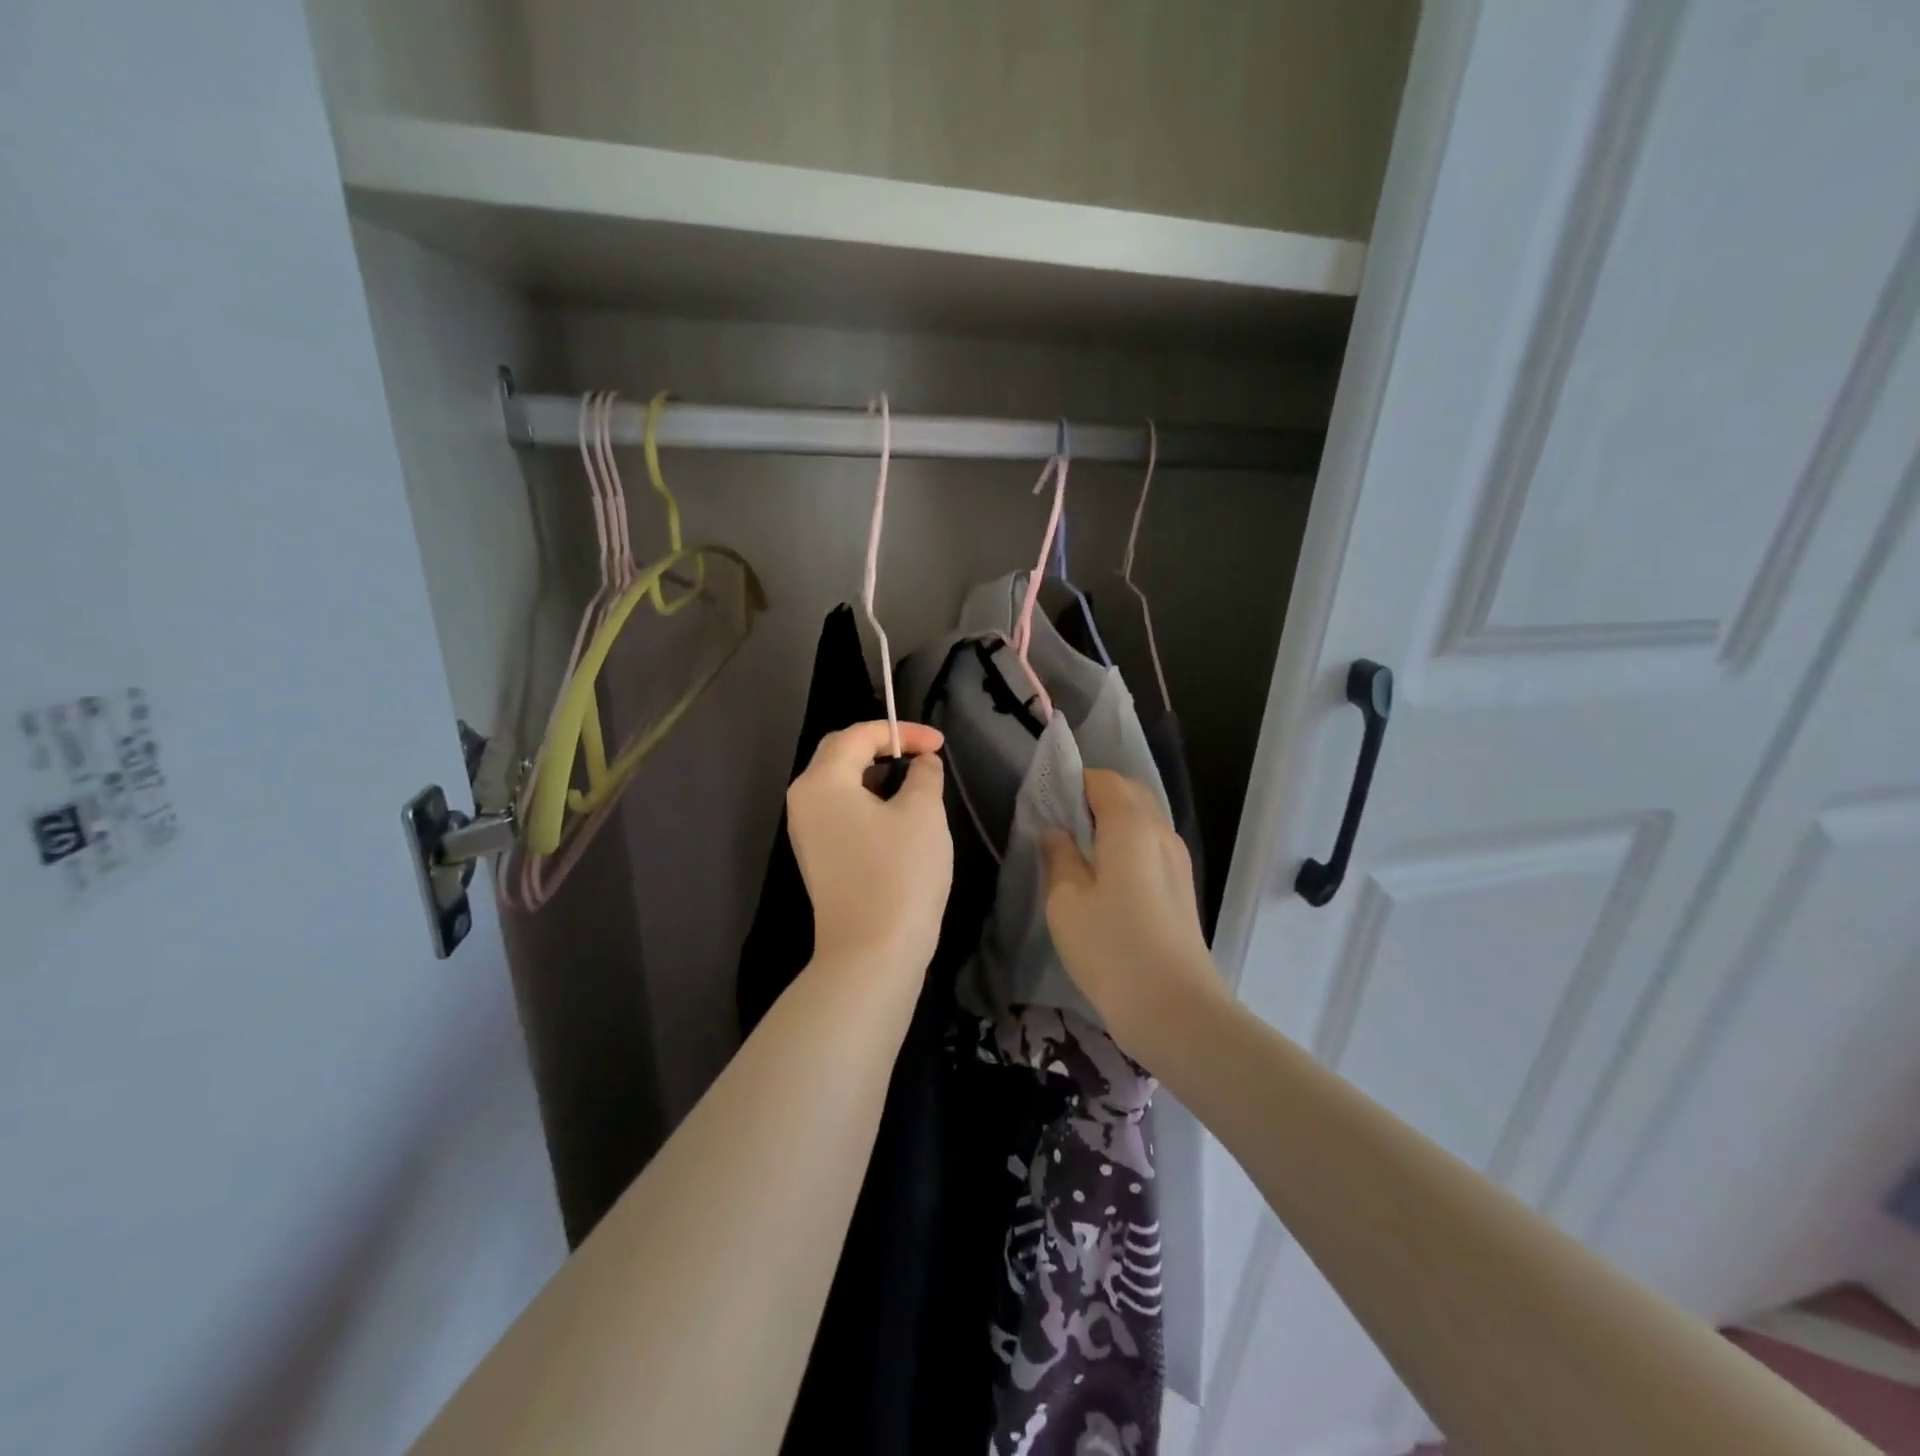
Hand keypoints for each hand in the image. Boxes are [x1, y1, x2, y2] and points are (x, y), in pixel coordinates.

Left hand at [787, 720, 952, 972]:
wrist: (872, 953)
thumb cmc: (900, 873)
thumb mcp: (923, 813)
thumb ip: (924, 775)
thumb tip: (923, 763)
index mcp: (822, 781)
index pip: (858, 735)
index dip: (902, 732)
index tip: (940, 744)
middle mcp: (804, 800)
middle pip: (840, 754)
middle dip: (883, 746)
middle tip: (923, 754)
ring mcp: (806, 832)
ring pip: (839, 784)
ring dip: (876, 774)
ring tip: (915, 781)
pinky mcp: (817, 858)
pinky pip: (840, 812)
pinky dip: (867, 800)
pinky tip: (897, 814)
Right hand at [1041, 768, 1224, 1060]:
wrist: (1175, 1008)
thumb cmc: (1111, 948)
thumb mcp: (1066, 900)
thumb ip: (1059, 856)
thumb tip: (1056, 832)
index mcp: (1131, 825)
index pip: (1103, 780)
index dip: (1073, 782)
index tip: (1046, 802)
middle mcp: (1161, 832)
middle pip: (1129, 794)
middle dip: (1094, 797)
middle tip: (1060, 823)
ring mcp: (1177, 860)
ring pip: (1144, 820)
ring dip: (1112, 821)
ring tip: (1079, 849)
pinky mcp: (1181, 887)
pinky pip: (1152, 845)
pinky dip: (1127, 844)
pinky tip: (1106, 875)